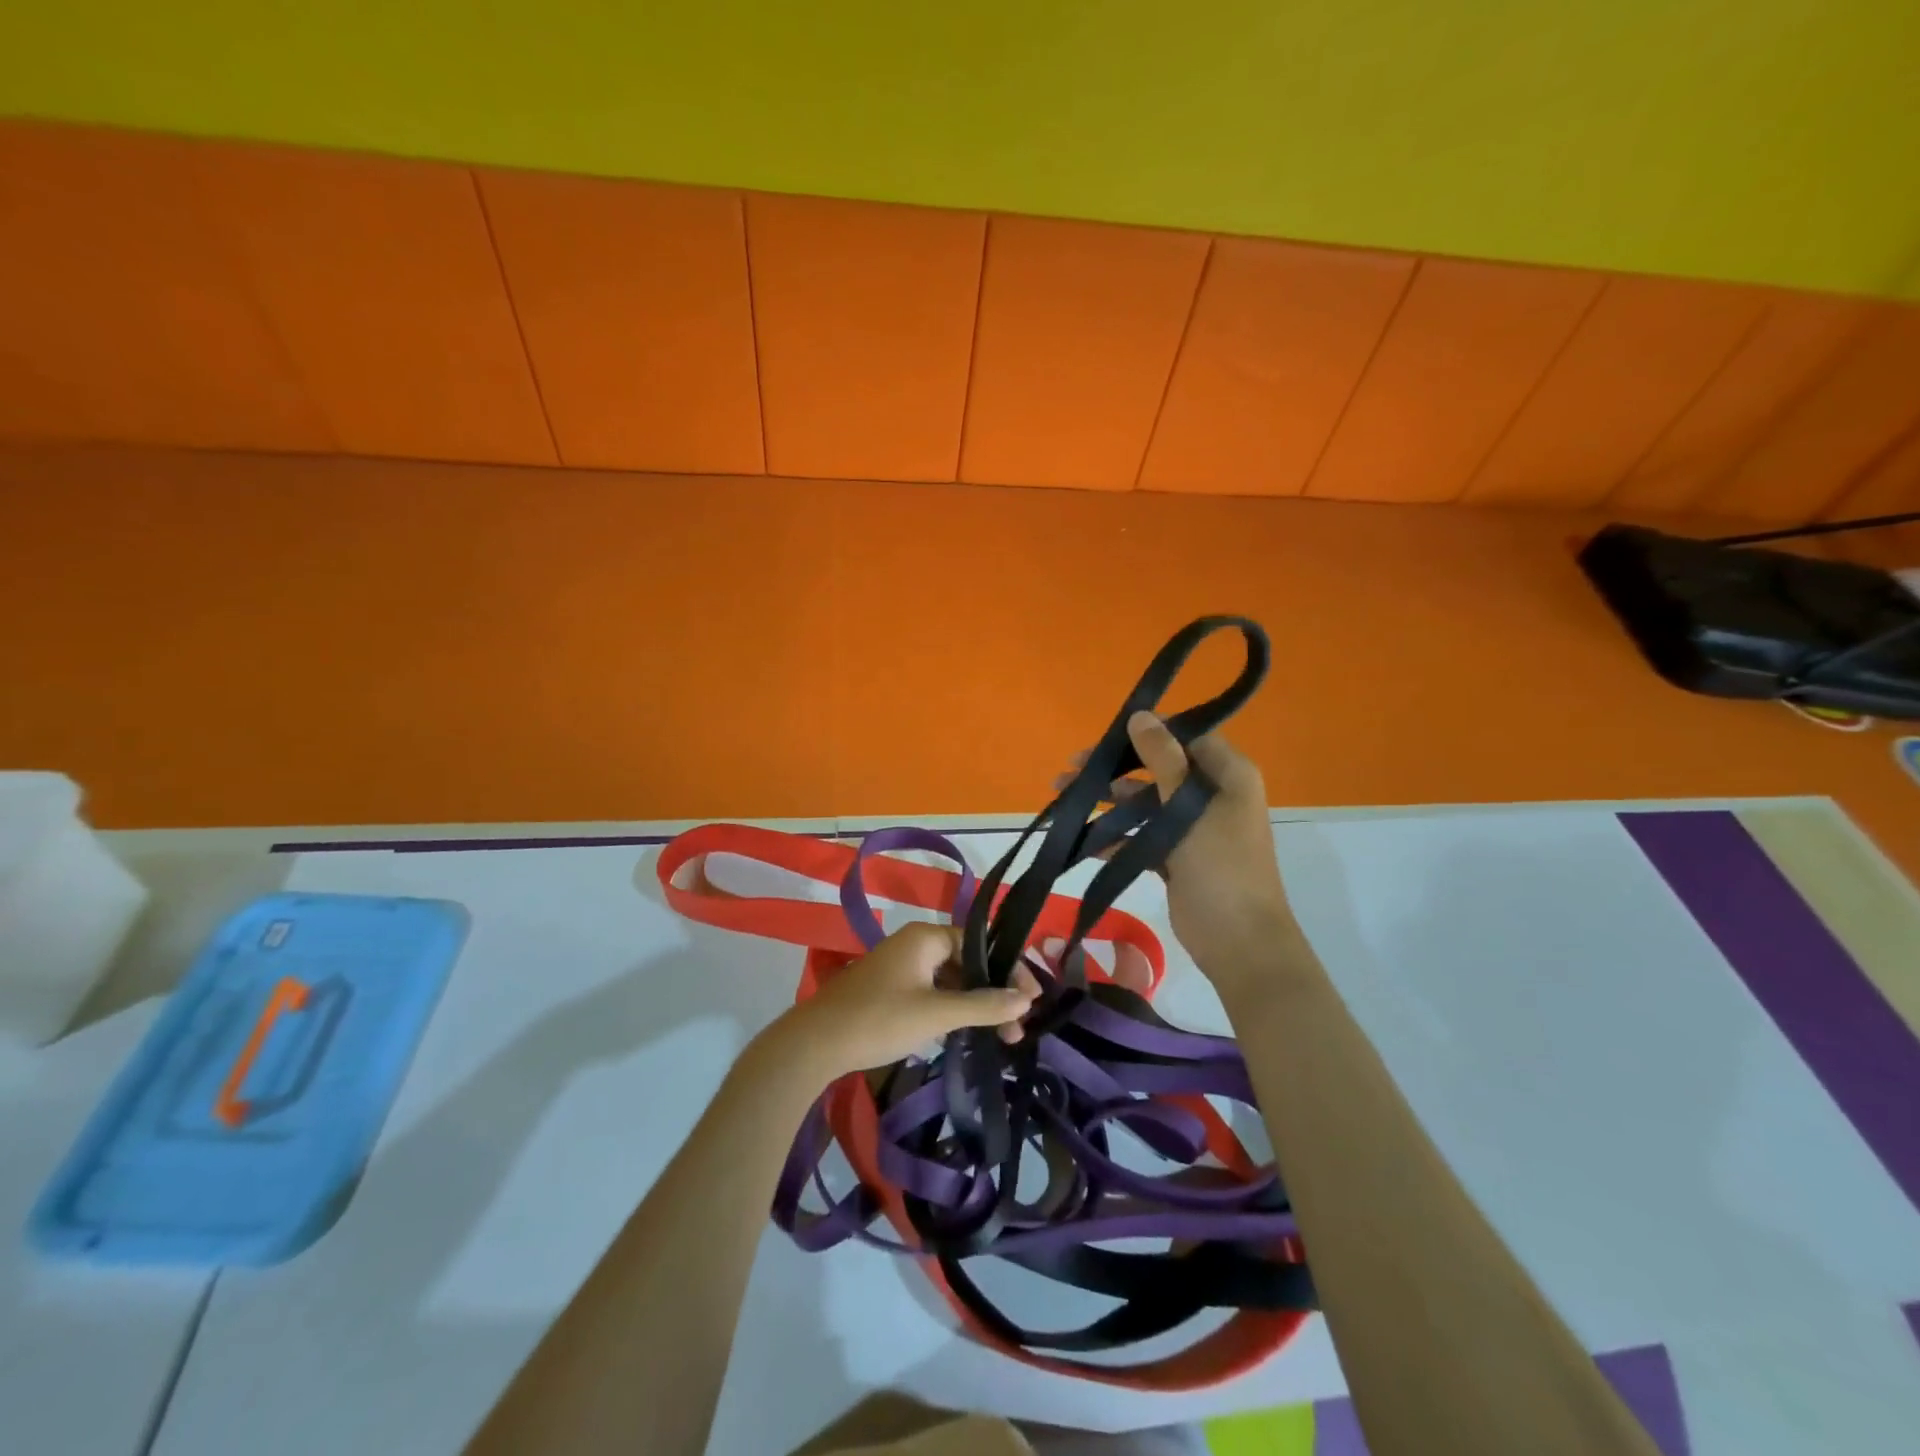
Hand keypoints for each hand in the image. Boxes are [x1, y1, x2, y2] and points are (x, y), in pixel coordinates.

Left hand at [769, 922, 1037, 1081]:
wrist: (815, 1044)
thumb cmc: (879, 1019)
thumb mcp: (936, 1014)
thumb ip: (983, 1005)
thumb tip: (1026, 1000)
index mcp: (925, 937)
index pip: (980, 944)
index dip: (1009, 969)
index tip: (1034, 998)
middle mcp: (914, 944)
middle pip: (967, 961)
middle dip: (995, 992)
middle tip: (1020, 1024)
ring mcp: (900, 967)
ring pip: (950, 980)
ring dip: (975, 1004)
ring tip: (1002, 1035)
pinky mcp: (890, 990)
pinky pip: (933, 992)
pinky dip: (953, 1009)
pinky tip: (968, 1032)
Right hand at [1072, 712, 1300, 994]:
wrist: (1239, 942)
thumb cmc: (1222, 865)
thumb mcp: (1191, 807)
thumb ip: (1164, 759)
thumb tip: (1140, 715)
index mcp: (1229, 776)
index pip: (1187, 736)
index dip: (1149, 731)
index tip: (1108, 734)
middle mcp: (1212, 796)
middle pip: (1159, 768)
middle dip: (1116, 767)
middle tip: (1073, 767)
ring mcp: (1193, 828)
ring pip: (1145, 803)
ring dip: (1109, 800)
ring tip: (1065, 796)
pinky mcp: (1176, 858)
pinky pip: (1141, 837)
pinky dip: (1115, 836)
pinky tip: (1084, 839)